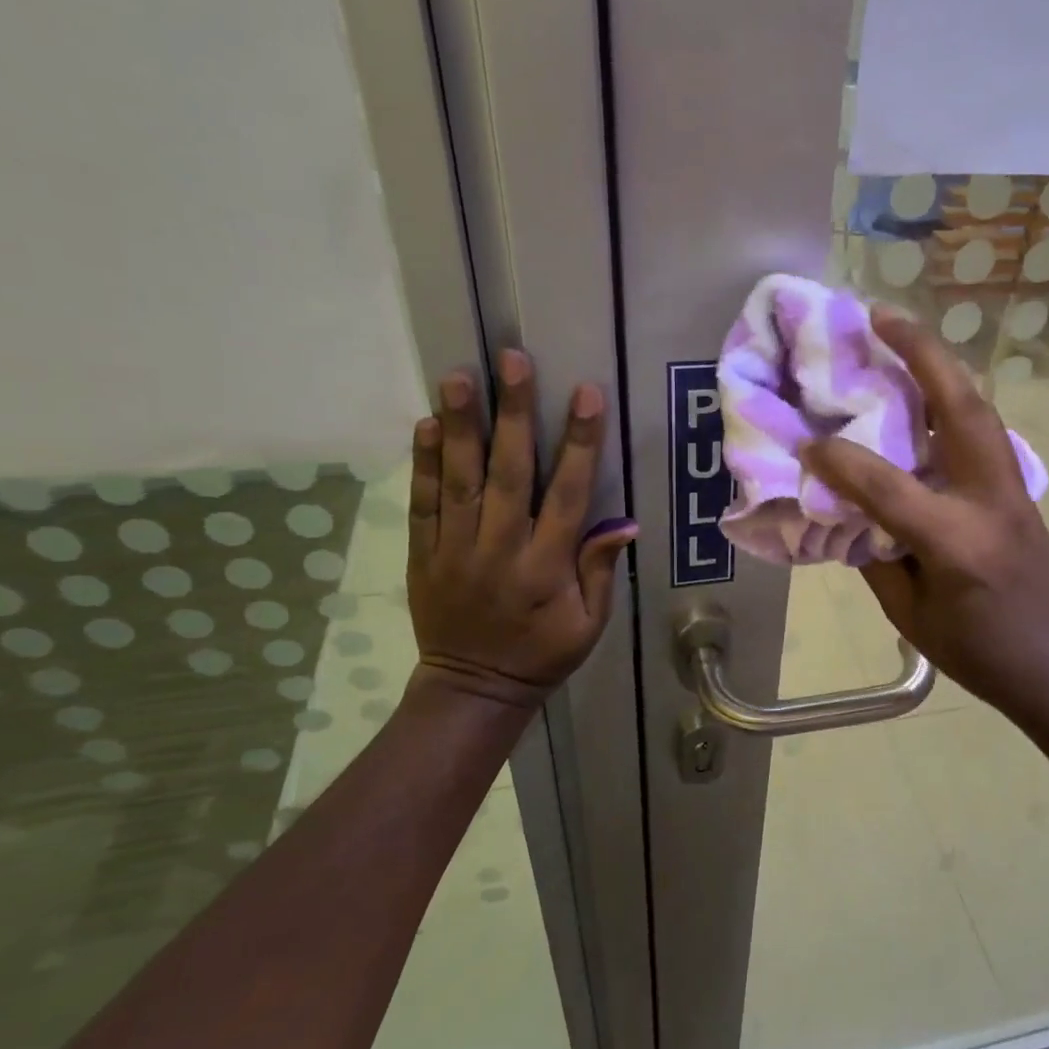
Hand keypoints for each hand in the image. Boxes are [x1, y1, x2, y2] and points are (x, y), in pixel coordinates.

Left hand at [405, 350, 636, 707]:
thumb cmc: (543, 653)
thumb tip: (624, 522)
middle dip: (513, 414)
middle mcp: (500, 550)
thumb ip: (601, 571)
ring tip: (459, 377)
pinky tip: (426, 426)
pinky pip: (423, 504)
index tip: (586, 395)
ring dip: (460, 426)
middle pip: (508, 473)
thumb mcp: (589, 624)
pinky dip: (423, 464)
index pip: (568, 495)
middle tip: (512, 360)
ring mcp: (456, 550)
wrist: (473, 688)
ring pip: (459, 480)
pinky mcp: (424, 554)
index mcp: (547, 567)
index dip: (579, 443)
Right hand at [802, 309, 1048, 720]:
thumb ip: (878, 557)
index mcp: (956, 541)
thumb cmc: (982, 655)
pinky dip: (954, 400)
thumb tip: (852, 511)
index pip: (886, 485)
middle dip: (921, 354)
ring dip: (941, 365)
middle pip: (959, 408)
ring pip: (980, 408)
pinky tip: (928, 395)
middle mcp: (989, 500)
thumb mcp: (911, 616)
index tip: (806, 443)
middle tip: (880, 316)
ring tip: (902, 337)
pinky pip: (984, 431)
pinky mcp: (1021, 490)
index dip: (839, 462)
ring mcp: (1013, 489)